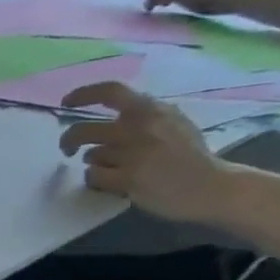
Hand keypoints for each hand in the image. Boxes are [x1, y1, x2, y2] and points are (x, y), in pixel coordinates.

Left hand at [59, 83, 236, 222]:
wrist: (213, 187)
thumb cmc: (190, 156)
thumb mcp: (172, 123)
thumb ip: (142, 117)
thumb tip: (105, 117)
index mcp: (152, 110)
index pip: (110, 92)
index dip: (82, 95)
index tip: (66, 102)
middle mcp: (140, 127)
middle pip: (82, 130)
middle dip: (68, 141)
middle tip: (68, 149)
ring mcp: (134, 153)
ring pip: (90, 156)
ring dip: (95, 164)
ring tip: (117, 169)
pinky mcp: (128, 177)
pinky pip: (93, 176)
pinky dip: (97, 180)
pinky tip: (114, 183)